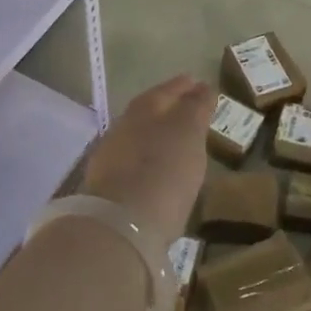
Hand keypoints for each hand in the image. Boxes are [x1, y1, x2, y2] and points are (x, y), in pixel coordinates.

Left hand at [78, 74, 212, 266]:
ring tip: (180, 143)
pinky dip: (150, 161)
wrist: (121, 225)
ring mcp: (112, 158)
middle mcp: (123, 127)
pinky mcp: (108, 188)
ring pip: (140, 137)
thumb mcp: (188, 133)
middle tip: (192, 112)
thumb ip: (195, 108)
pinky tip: (161, 171)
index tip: (200, 84)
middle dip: (170, 109)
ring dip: (158, 136)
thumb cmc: (163, 171)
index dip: (184, 86)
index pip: (167, 90)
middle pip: (149, 111)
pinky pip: (135, 164)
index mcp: (143, 109)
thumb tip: (202, 87)